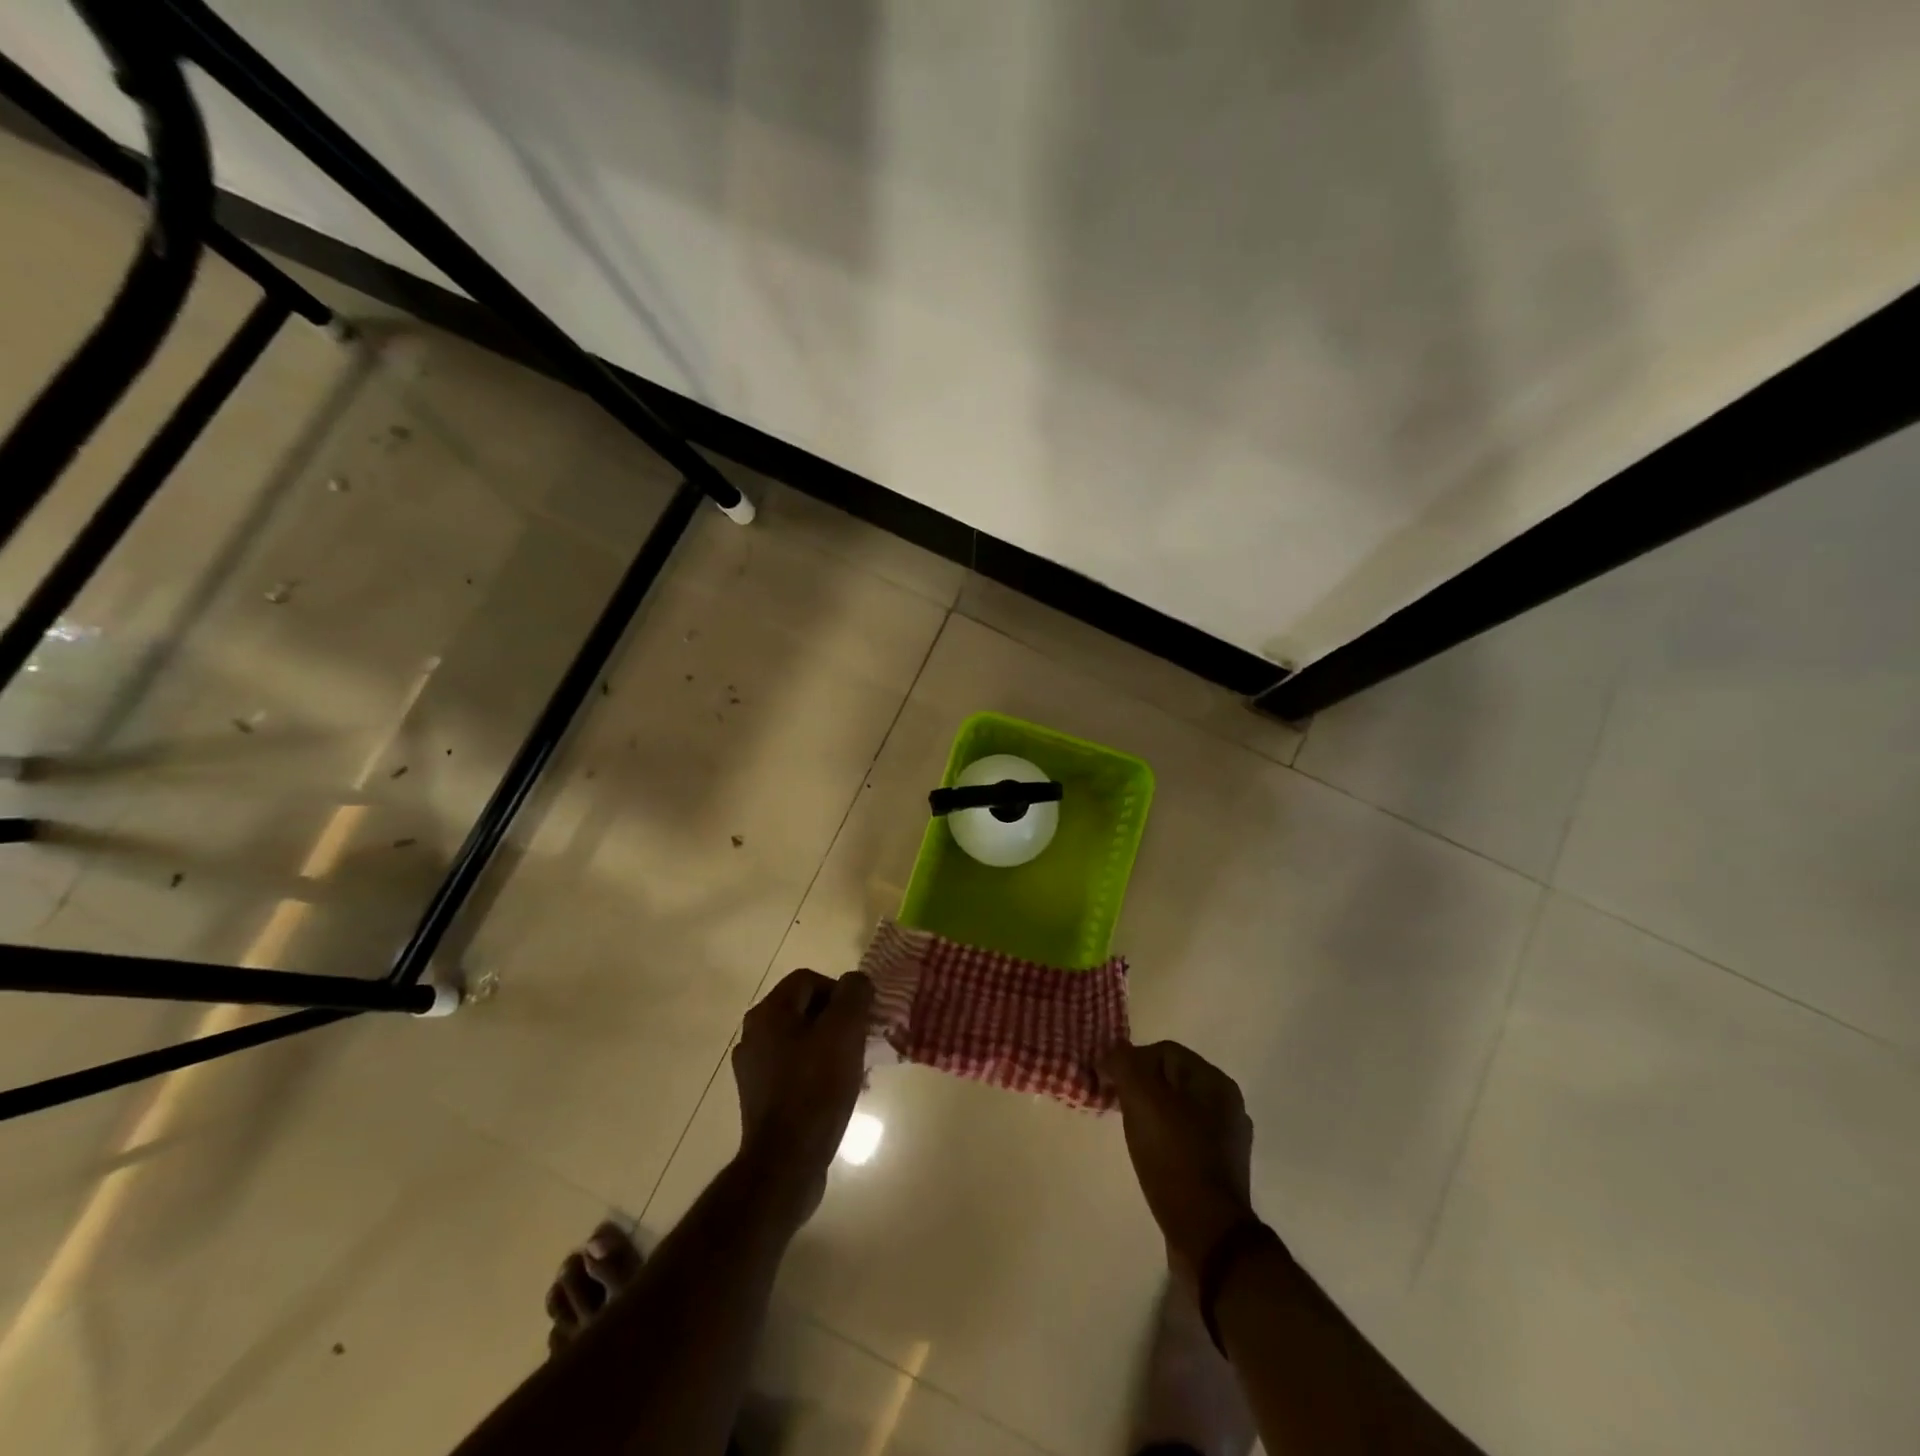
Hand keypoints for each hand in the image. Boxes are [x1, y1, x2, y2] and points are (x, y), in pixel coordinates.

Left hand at [731, 968, 874, 1226]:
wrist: (786, 1162)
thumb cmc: (816, 1088)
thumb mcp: (844, 1030)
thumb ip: (854, 994)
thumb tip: (857, 982)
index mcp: (768, 1012)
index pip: (809, 979)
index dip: (841, 991)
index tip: (863, 1017)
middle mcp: (753, 1034)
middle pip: (805, 1010)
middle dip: (839, 1021)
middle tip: (863, 1041)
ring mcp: (754, 1068)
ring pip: (803, 1040)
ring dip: (832, 1048)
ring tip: (858, 1070)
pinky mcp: (761, 1098)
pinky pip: (796, 1069)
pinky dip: (819, 1072)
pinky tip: (840, 1093)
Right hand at [1100, 1040, 1256, 1287]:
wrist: (1208, 1235)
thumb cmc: (1174, 1157)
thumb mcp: (1142, 1100)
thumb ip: (1124, 1064)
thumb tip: (1112, 1052)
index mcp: (1215, 1081)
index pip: (1164, 1052)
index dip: (1131, 1061)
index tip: (1108, 1084)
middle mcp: (1227, 1104)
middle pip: (1170, 1079)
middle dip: (1139, 1087)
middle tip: (1115, 1106)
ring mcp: (1226, 1138)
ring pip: (1176, 1109)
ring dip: (1150, 1113)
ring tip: (1130, 1132)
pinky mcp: (1219, 1168)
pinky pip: (1183, 1138)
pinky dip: (1163, 1139)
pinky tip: (1150, 1155)